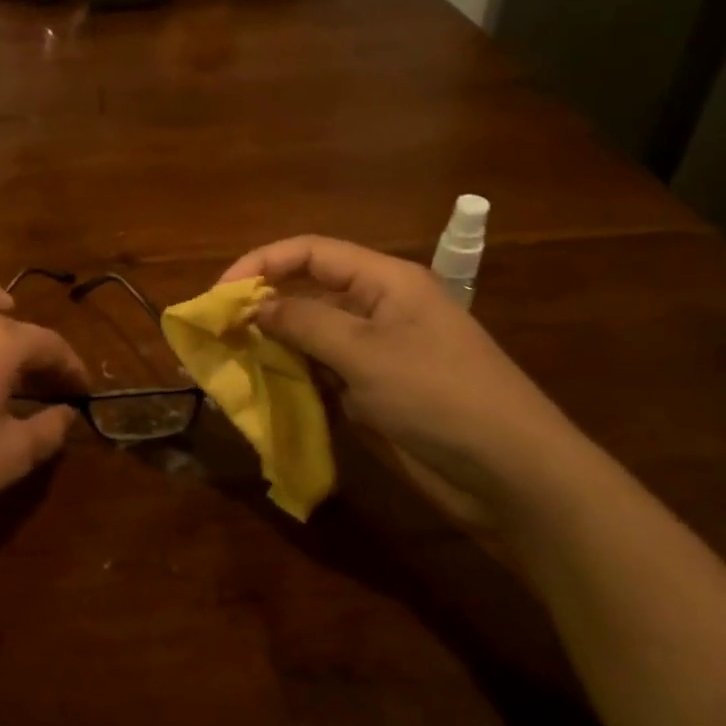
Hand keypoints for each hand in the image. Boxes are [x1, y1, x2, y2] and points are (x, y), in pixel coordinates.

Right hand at [219, 236, 587, 512]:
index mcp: (385, 281)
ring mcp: (375, 355)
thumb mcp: (367, 353)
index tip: (220, 293)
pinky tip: (261, 392)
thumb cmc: (440, 396)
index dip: (262, 263)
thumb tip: (255, 306)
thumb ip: (305, 323)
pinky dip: (290, 381)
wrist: (509, 473)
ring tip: (228, 364)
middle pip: (307, 292)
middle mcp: (377, 310)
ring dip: (271, 347)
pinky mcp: (372, 394)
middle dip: (260, 307)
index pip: (311, 252)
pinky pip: (320, 376)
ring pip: (309, 338)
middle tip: (216, 333)